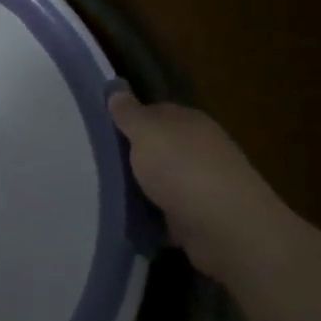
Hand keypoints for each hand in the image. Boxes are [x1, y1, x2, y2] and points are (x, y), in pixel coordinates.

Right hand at [109, 92, 296, 283]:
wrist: (227, 229)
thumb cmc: (183, 170)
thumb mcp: (147, 132)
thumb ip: (129, 113)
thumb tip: (116, 91)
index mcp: (190, 122)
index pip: (154, 112)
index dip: (127, 119)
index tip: (98, 129)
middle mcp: (199, 149)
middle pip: (157, 147)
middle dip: (130, 154)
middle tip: (93, 160)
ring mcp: (202, 184)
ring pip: (159, 179)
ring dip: (138, 186)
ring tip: (102, 190)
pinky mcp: (199, 216)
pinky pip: (164, 210)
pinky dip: (148, 214)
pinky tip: (126, 216)